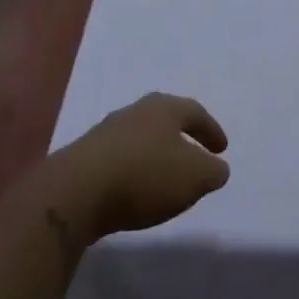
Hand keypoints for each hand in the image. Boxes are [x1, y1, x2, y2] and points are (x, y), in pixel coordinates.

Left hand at [50, 92, 230, 240]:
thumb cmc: (145, 175)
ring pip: (141, 137)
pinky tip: (136, 189)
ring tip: (165, 176)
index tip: (222, 149)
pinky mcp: (86, 156)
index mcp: (164, 108)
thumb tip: (217, 168)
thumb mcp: (194, 177)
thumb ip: (213, 171)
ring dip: (156, 154)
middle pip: (164, 119)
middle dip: (182, 136)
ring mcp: (107, 132)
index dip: (211, 130)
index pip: (195, 112)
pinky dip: (135, 170)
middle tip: (195, 154)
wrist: (76, 191)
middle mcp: (135, 111)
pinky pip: (121, 158)